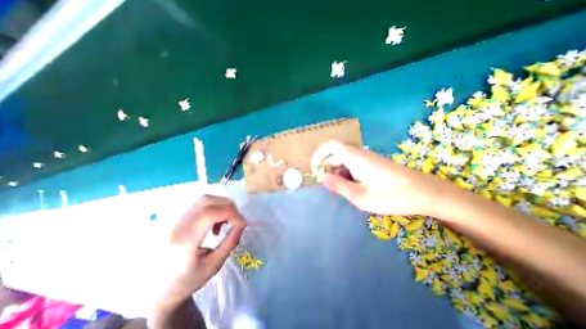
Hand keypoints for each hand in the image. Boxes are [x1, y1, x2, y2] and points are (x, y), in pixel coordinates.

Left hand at [155, 195, 245, 306]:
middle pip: (206, 201)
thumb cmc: (187, 281)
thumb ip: (230, 242)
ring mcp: (174, 221)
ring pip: (204, 199)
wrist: (158, 289)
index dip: (230, 213)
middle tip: (235, 220)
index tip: (242, 223)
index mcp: (184, 242)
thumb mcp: (213, 265)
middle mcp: (176, 226)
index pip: (209, 214)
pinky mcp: (177, 219)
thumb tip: (242, 224)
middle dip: (228, 206)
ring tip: (225, 222)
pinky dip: (214, 207)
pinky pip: (200, 204)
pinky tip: (215, 222)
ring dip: (221, 205)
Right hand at [314, 140, 446, 215]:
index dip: (318, 155)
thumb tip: (323, 178)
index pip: (330, 146)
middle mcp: (359, 153)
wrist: (425, 193)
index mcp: (355, 157)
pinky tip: (354, 188)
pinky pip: (353, 165)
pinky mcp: (372, 163)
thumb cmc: (392, 196)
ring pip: (344, 161)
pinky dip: (348, 175)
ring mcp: (366, 158)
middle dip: (328, 170)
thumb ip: (339, 186)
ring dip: (338, 174)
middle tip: (331, 188)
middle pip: (335, 155)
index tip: (315, 170)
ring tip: (344, 191)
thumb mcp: (360, 196)